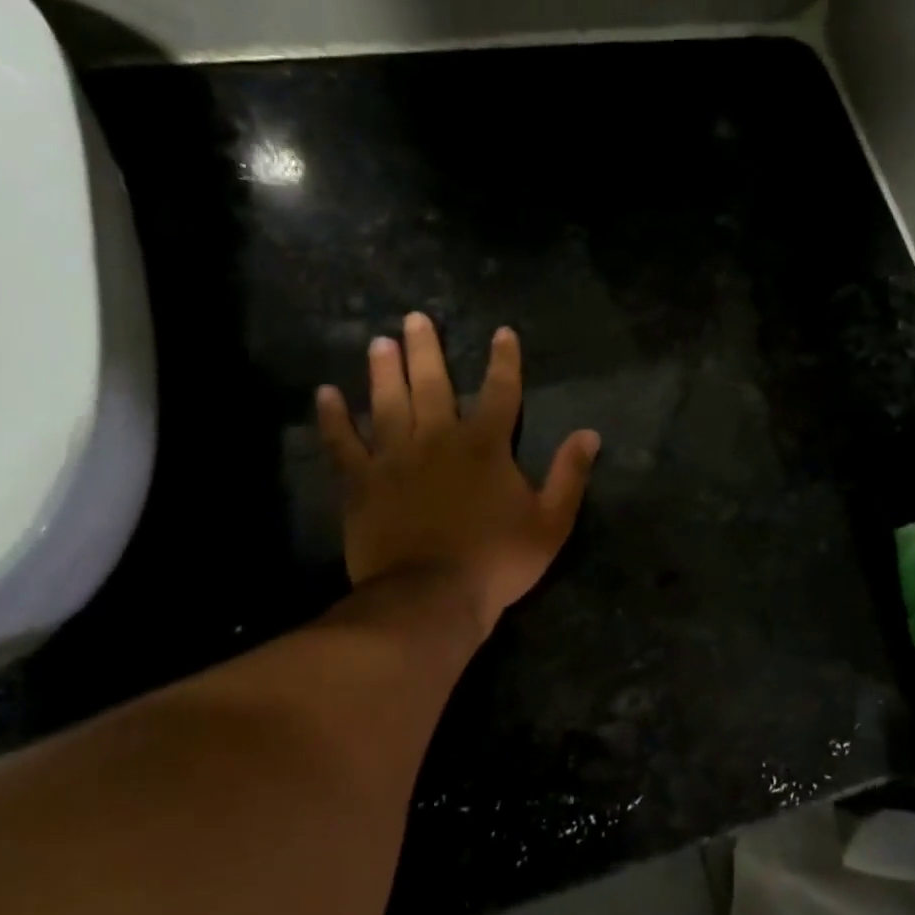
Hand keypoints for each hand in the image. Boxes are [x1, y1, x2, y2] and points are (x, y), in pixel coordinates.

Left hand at [315, 313, 599, 634]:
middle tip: (415, 317)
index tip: (502, 332)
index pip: (501, 392)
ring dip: (383, 371)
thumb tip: (590, 434)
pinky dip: (333, 419)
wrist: (432, 597)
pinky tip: (324, 395)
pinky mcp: (361, 483)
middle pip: (433, 384)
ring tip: (378, 342)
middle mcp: (437, 439)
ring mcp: (394, 458)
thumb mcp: (551, 522)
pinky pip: (343, 444)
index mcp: (485, 446)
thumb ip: (569, 475)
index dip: (504, 361)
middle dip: (427, 350)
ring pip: (387, 403)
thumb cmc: (498, 560)